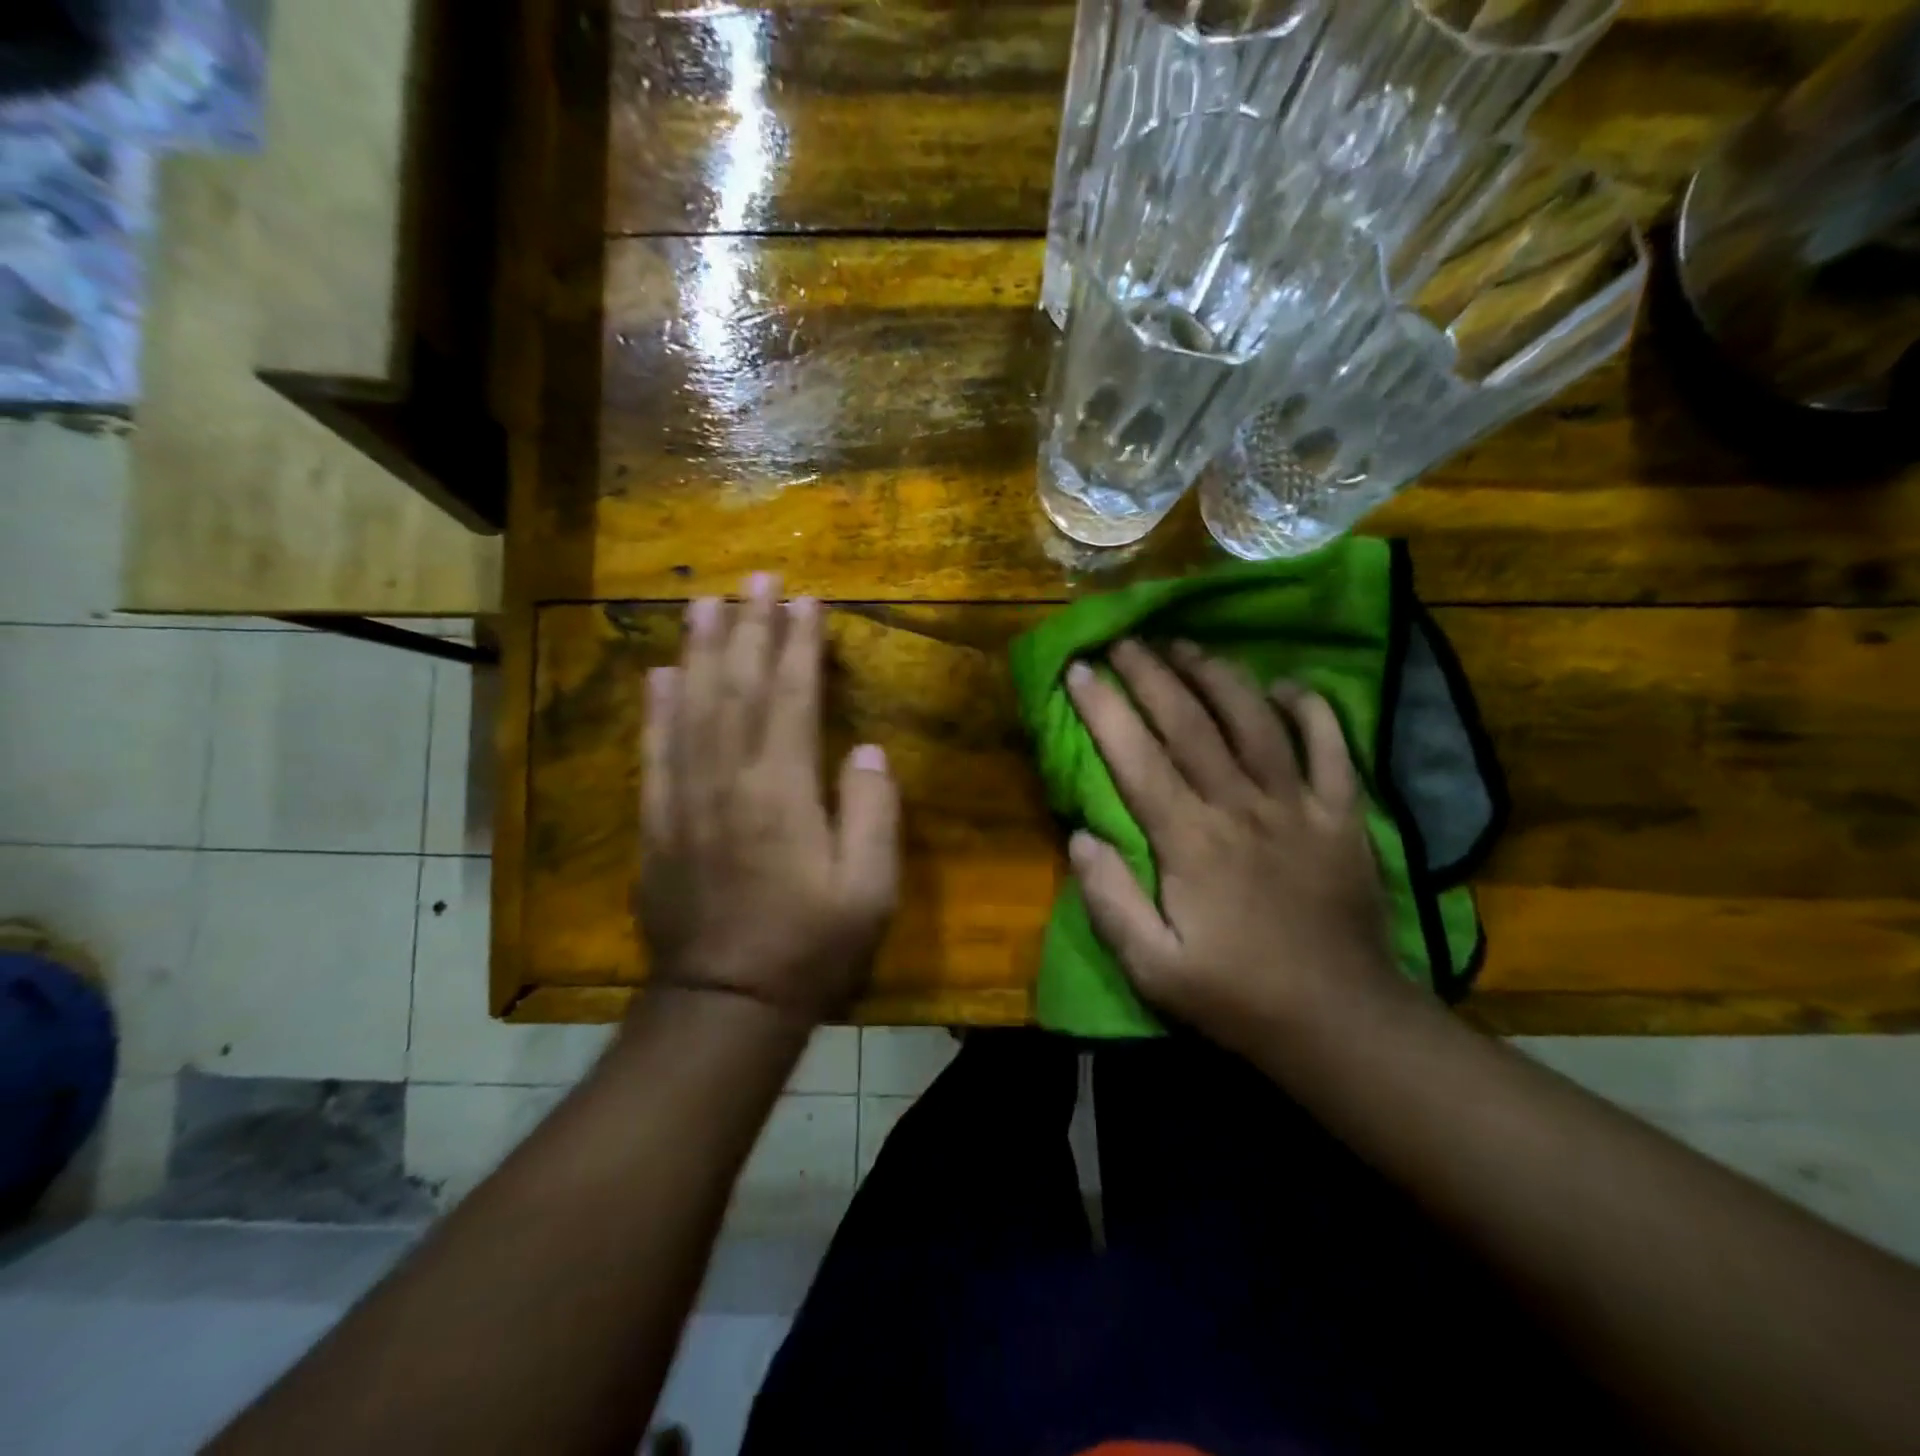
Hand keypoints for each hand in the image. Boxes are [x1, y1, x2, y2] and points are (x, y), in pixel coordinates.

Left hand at [636, 574, 899, 1021]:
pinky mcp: (656, 823)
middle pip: (735, 686)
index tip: (805, 599)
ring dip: (698, 650)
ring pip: (689, 707)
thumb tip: (864, 751)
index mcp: (782, 791)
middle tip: (756, 578)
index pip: (790, 696)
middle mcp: (727, 780)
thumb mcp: (868, 890)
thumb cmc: (810, 947)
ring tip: (705, 603)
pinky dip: (655, 708)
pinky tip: (659, 674)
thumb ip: (871, 813)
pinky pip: (653, 751)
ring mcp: (684, 799)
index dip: (797, 643)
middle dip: (748, 627)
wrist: (726, 1003)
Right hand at [1065, 640, 1401, 1055]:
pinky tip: (1287, 686)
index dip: (1103, 708)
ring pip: (1254, 720)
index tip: (1079, 668)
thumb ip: (1110, 900)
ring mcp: (1298, 805)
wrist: (1341, 1022)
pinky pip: (1331, 746)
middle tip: (1124, 639)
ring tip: (1186, 645)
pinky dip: (1310, 709)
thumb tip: (1080, 836)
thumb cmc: (1237, 996)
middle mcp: (1242, 807)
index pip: (1136, 758)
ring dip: (1217, 675)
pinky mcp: (1343, 814)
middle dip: (1152, 674)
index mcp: (1190, 841)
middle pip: (1191, 722)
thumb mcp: (1153, 968)